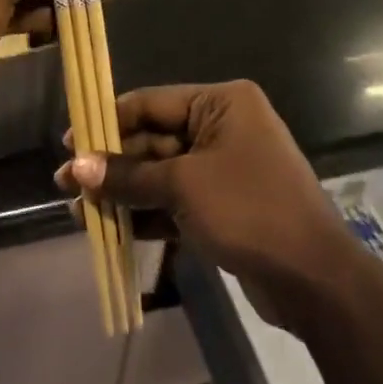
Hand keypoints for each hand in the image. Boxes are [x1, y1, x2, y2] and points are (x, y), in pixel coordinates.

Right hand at [57, 81, 365, 323]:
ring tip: (78, 211)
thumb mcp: (183, 186)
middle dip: (112, 164)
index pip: (151, 103)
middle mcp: (223, 127)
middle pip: (153, 140)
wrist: (315, 281)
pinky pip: (175, 200)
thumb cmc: (250, 211)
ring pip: (161, 173)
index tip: (69, 143)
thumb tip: (77, 167)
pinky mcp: (224, 205)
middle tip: (67, 183)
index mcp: (221, 103)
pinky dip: (147, 213)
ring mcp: (224, 168)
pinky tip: (110, 229)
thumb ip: (128, 175)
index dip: (107, 122)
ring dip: (124, 192)